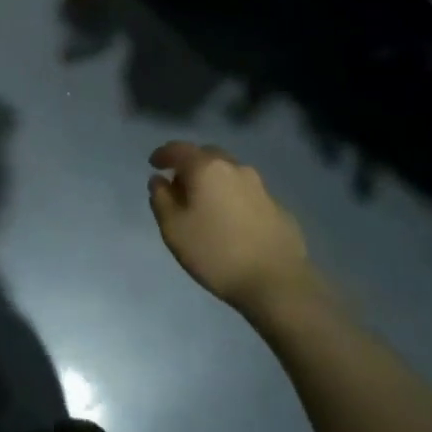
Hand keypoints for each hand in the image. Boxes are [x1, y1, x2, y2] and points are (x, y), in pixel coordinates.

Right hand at [148, 143, 319, 320]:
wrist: (277, 282)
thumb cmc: (216, 253)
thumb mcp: (174, 229)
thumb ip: (161, 199)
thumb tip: (159, 180)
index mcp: (207, 168)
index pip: (179, 149)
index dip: (163, 154)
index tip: (154, 164)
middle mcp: (235, 168)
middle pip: (207, 156)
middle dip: (190, 165)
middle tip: (179, 185)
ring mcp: (261, 187)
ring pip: (229, 173)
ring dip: (213, 181)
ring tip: (205, 205)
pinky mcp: (278, 207)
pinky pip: (247, 193)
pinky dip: (233, 198)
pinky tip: (231, 222)